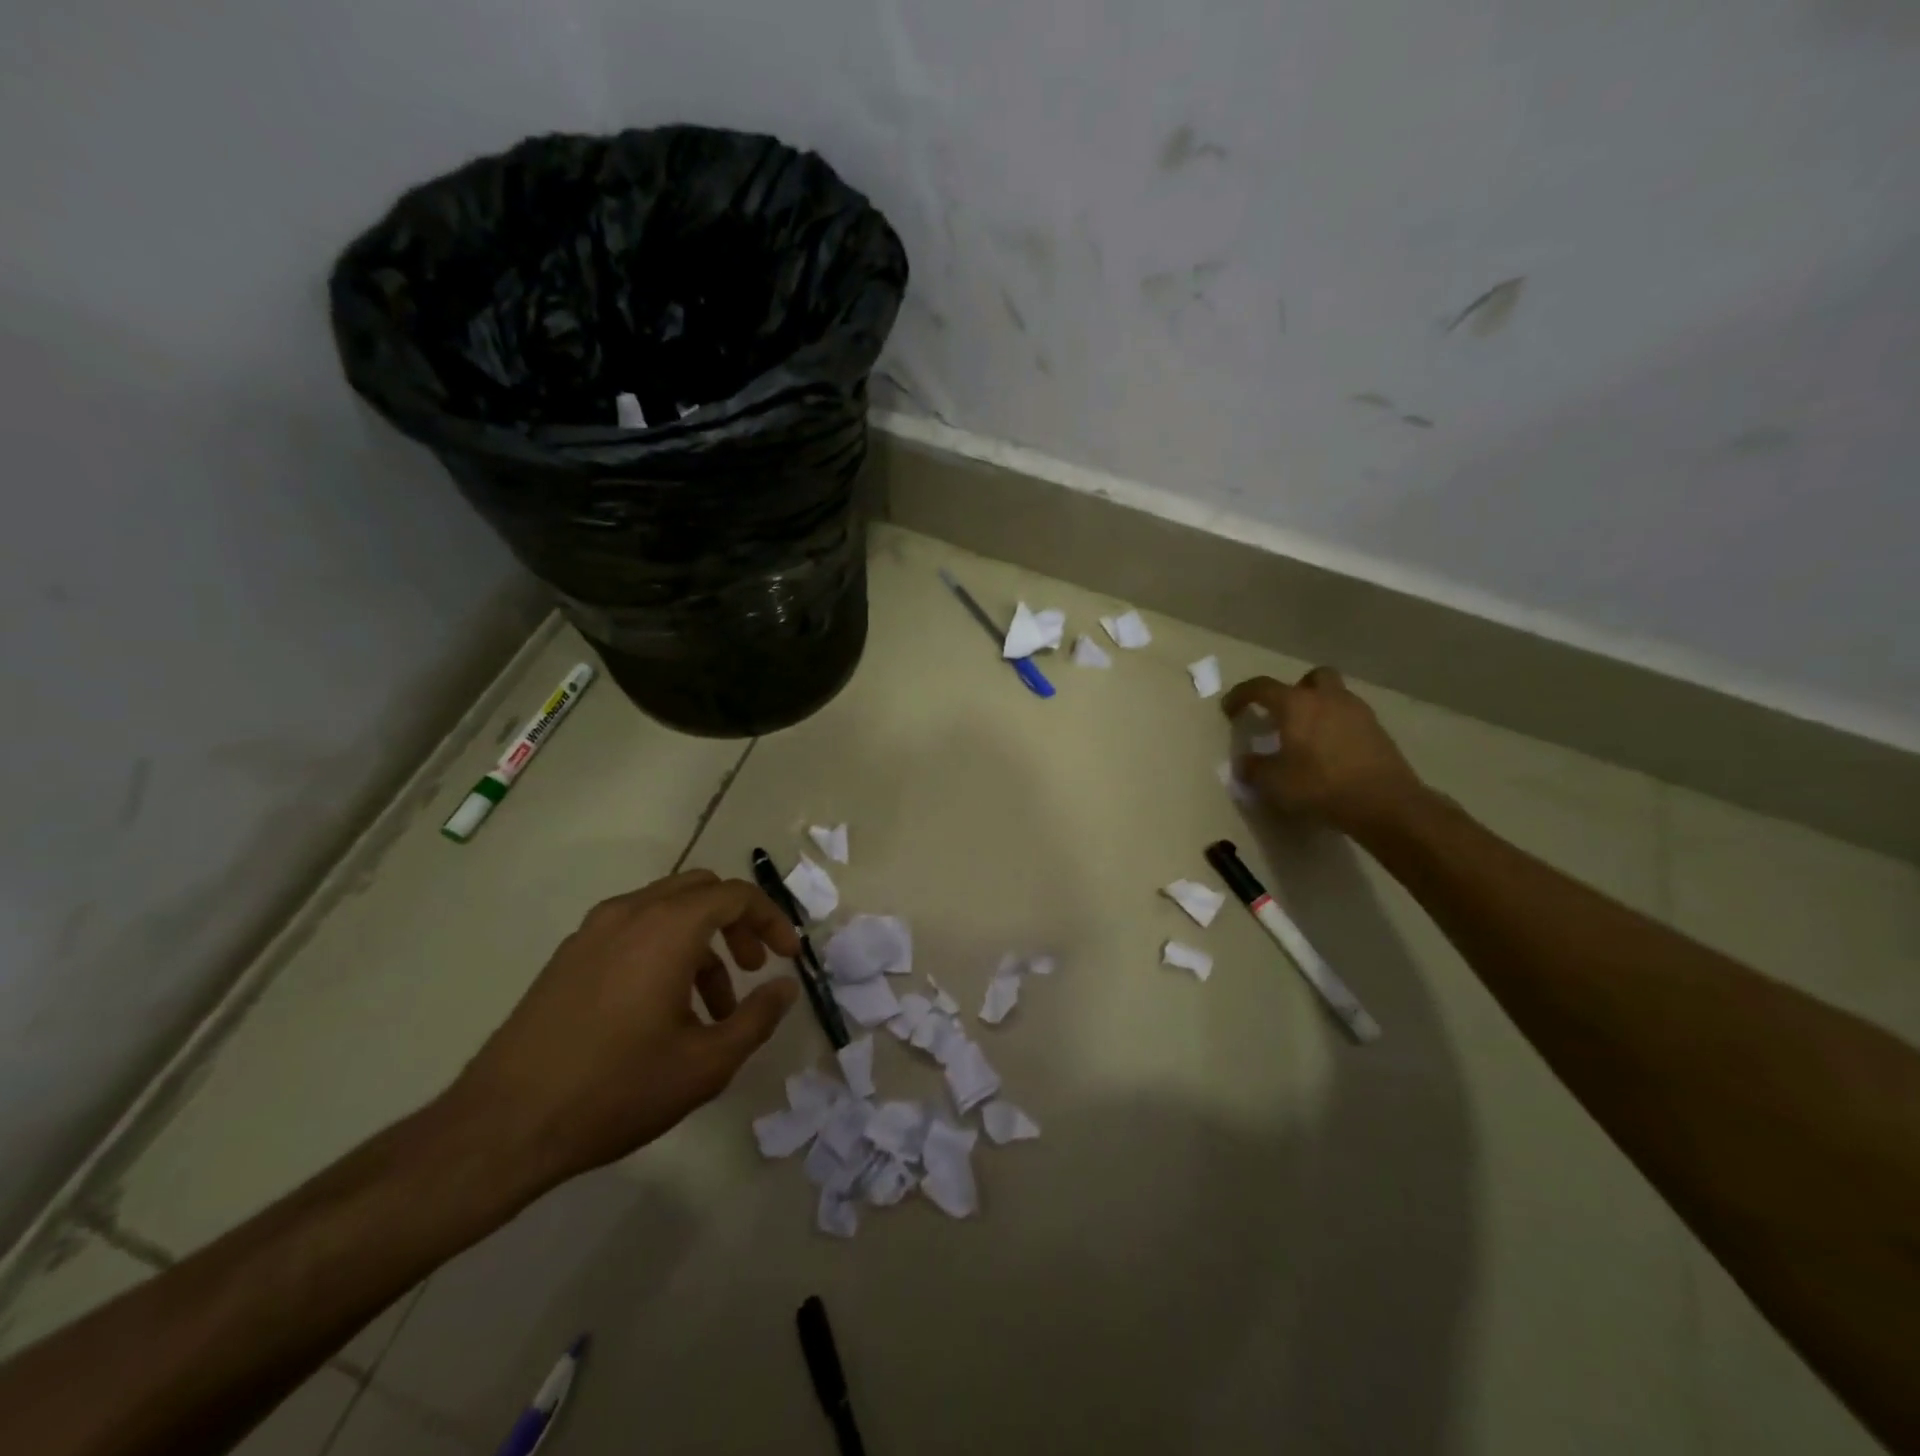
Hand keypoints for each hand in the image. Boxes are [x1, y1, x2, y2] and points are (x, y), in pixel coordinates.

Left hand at [442, 870, 800, 1194]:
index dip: (771, 920)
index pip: (736, 895)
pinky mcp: (568, 956)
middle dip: (737, 923)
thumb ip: (757, 1018)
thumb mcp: (706, 1063)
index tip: (788, 956)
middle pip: (701, 890)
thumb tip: (784, 987)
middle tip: (752, 969)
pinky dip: (664, 950)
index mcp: (668, 928)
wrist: (503, 1126)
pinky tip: (662, 1010)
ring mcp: (592, 931)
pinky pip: (633, 930)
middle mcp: (630, 913)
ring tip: (711, 1008)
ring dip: (701, 942)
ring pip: (666, 910)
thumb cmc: (617, 1089)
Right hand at [1222, 667, 1426, 836]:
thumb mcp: (1274, 782)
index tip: (1229, 709)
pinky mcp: (1378, 731)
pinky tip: (1331, 753)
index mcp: (1296, 704)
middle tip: (1284, 714)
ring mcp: (1358, 712)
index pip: (1261, 687)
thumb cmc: (1320, 785)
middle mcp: (1328, 699)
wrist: (1384, 802)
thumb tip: (1245, 763)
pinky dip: (1337, 727)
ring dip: (1319, 708)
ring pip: (1335, 696)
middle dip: (1295, 690)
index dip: (1241, 695)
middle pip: (1312, 677)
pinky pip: (1351, 718)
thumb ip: (1254, 768)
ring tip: (1307, 737)